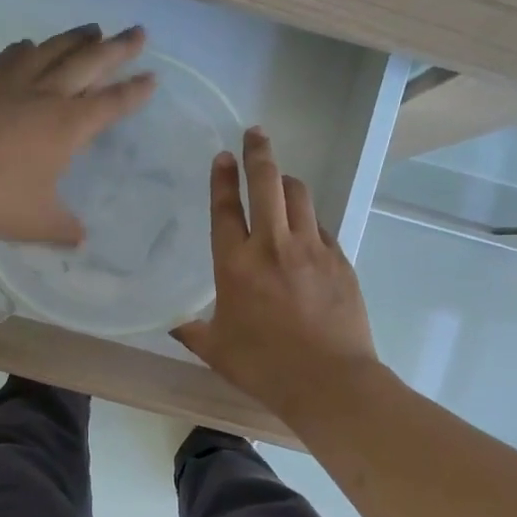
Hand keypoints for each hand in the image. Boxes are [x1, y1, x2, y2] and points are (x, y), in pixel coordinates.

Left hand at [0, 24, 155, 243]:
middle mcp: (46, 95)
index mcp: (68, 126)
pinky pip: (13, 56)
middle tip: (138, 32)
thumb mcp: (34, 222)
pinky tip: (30, 46)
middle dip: (118, 48)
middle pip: (89, 63)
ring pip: (53, 50)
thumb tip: (81, 239)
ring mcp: (11, 83)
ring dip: (77, 38)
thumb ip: (62, 228)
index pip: (111, 103)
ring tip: (94, 29)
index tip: (152, 77)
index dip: (134, 92)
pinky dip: (29, 48)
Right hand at [172, 127, 380, 414]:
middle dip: (259, 153)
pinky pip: (321, 225)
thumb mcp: (217, 350)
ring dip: (287, 182)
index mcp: (236, 264)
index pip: (226, 207)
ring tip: (280, 181)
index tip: (223, 156)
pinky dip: (309, 219)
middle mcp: (273, 246)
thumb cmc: (264, 366)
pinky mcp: (340, 260)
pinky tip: (305, 229)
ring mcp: (311, 249)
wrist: (329, 381)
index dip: (222, 177)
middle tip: (256, 135)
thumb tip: (175, 324)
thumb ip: (192, 331)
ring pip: (299, 196)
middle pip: (267, 183)